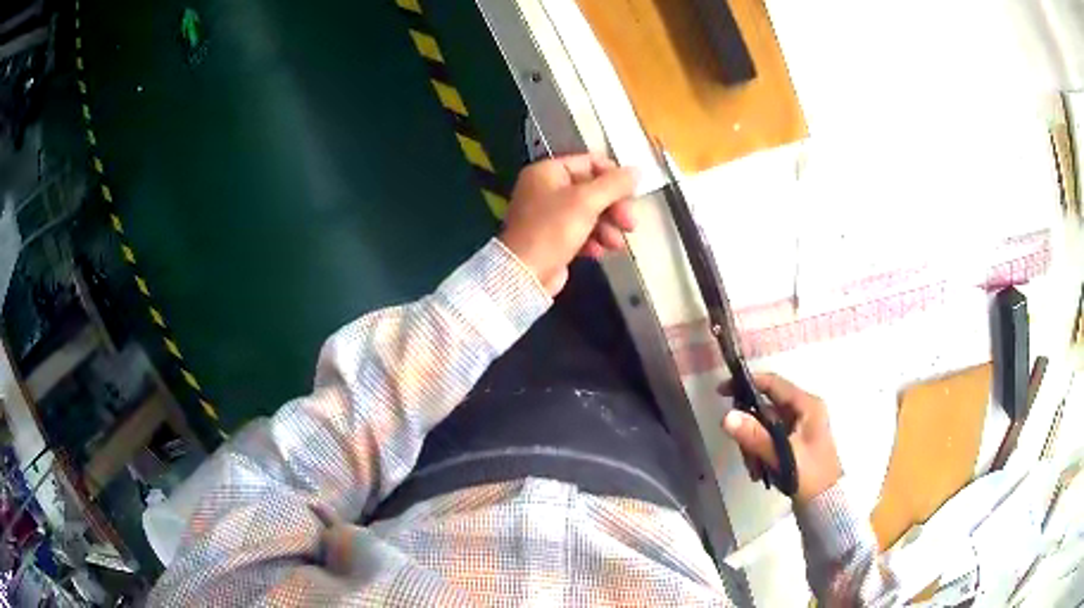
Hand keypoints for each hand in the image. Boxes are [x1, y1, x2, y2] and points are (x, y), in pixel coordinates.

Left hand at [500, 153, 639, 294]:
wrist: (525, 274)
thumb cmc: (553, 230)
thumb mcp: (587, 201)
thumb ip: (614, 184)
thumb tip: (637, 170)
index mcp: (548, 171)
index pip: (590, 162)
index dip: (614, 176)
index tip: (633, 193)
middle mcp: (546, 188)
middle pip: (592, 189)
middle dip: (613, 207)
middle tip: (630, 224)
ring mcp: (548, 214)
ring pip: (589, 212)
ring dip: (607, 227)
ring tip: (615, 244)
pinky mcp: (552, 238)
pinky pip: (580, 232)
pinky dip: (593, 240)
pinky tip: (598, 252)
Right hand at [720, 373, 842, 504]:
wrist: (825, 503)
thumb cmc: (809, 475)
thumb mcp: (781, 455)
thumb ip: (755, 436)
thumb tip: (726, 416)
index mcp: (807, 405)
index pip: (773, 383)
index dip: (746, 383)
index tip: (722, 391)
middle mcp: (804, 411)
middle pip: (766, 407)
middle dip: (750, 429)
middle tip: (742, 448)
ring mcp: (799, 427)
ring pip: (765, 426)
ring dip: (754, 445)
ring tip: (754, 467)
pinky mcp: (794, 442)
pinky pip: (769, 439)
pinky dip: (760, 452)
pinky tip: (759, 471)